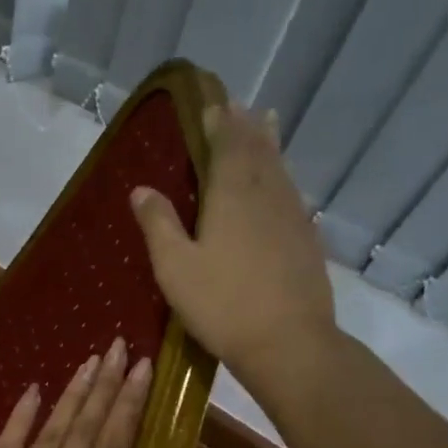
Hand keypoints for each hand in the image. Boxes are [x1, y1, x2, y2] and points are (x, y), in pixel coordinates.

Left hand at [0, 339, 188, 447]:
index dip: (128, 407)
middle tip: (116, 347)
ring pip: (52, 431)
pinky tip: (32, 391)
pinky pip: (7, 445)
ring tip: (87, 362)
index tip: (140, 370)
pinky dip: (21, 417)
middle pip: (86, 430)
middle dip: (104, 388)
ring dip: (72, 395)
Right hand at [129, 103, 337, 382]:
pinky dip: (284, 177)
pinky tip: (283, 185)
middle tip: (239, 107)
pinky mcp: (306, 241)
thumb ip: (158, 225)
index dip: (220, 124)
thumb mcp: (175, 268)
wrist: (287, 342)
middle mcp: (267, 195)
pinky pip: (293, 194)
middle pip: (259, 150)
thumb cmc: (222, 305)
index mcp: (232, 195)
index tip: (213, 105)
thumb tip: (141, 189)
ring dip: (270, 144)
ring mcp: (293, 217)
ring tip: (267, 124)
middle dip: (247, 126)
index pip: (227, 145)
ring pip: (281, 169)